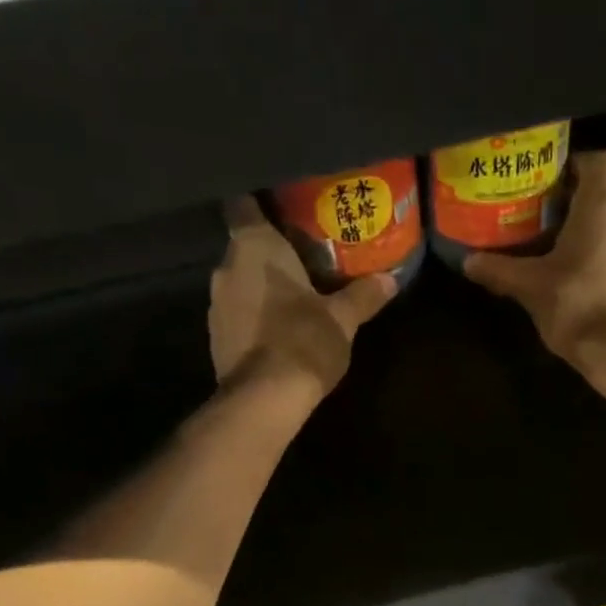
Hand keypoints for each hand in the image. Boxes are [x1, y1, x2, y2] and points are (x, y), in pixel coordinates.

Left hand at [209, 197, 396, 392]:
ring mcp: (215, 304)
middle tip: (304, 262)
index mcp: (254, 246)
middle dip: (271, 255)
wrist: (264, 400)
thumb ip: (363, 296)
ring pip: (240, 283)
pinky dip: (254, 318)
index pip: (244, 204)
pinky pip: (237, 315)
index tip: (285, 214)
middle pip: (245, 248)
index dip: (262, 205)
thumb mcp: (343, 319)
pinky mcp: (215, 337)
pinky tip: (277, 333)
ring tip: (293, 301)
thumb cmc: (303, 343)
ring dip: (261, 289)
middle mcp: (226, 267)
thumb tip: (390, 280)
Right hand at [462, 151, 605, 361]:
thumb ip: (500, 270)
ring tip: (575, 268)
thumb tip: (468, 262)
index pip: (597, 162)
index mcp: (603, 205)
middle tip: (554, 235)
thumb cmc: (576, 306)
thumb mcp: (531, 288)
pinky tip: (598, 294)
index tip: (555, 187)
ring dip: (602, 243)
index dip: (576, 168)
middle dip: (583, 214)